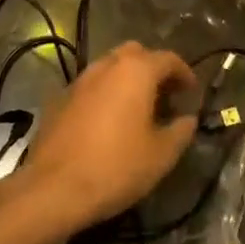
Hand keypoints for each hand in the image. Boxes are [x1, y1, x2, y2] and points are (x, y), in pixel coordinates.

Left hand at [15, 42, 198, 234]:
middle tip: (164, 95)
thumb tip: (188, 118)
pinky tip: (107, 122)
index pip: (168, 59)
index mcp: (135, 72)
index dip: (184, 73)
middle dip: (152, 68)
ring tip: (137, 109)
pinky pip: (89, 88)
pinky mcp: (58, 100)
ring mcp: (78, 81)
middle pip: (135, 54)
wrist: (53, 189)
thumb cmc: (116, 167)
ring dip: (126, 80)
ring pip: (108, 67)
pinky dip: (104, 95)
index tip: (192, 91)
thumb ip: (181, 130)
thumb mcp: (162, 155)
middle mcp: (105, 66)